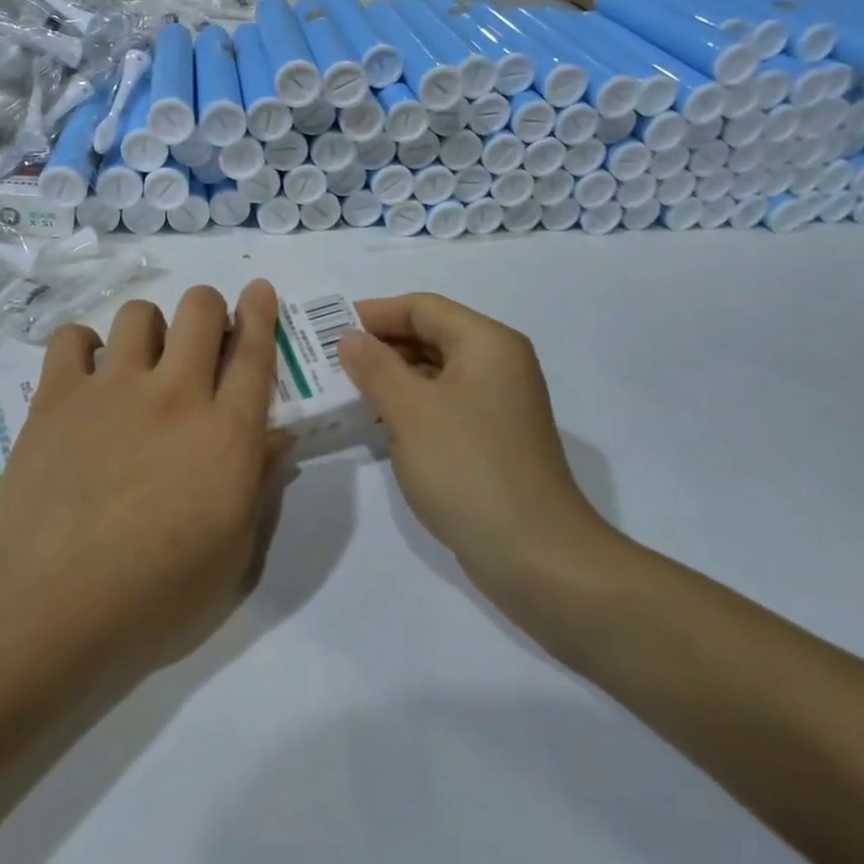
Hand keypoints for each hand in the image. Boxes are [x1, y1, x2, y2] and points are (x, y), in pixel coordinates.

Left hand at [0, 281, 289, 673]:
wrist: (57, 598)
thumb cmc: (158, 588)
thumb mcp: (233, 549)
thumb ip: (260, 481)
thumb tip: (280, 435)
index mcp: (225, 431)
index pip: (253, 352)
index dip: (260, 313)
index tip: (258, 289)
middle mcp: (174, 393)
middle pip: (199, 309)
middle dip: (207, 309)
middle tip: (199, 338)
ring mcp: (113, 387)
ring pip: (139, 314)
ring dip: (149, 328)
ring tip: (139, 362)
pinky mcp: (59, 395)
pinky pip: (72, 337)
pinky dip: (83, 347)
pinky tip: (86, 375)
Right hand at [338, 292, 620, 603]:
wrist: (536, 556)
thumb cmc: (468, 469)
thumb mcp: (411, 411)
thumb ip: (375, 367)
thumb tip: (350, 338)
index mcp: (486, 343)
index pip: (422, 307)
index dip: (373, 313)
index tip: (327, 330)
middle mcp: (498, 364)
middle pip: (430, 335)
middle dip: (380, 345)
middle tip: (329, 361)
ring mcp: (498, 403)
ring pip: (435, 371)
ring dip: (391, 376)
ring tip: (344, 389)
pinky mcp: (492, 438)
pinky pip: (443, 404)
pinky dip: (410, 404)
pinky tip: (378, 421)